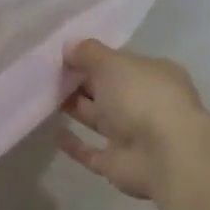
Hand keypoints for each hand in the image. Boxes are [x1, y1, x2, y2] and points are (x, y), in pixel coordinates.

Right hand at [58, 40, 208, 200]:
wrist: (165, 156)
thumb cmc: (142, 97)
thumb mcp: (112, 63)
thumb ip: (89, 53)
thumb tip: (68, 46)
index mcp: (153, 75)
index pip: (120, 63)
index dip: (94, 58)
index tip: (64, 55)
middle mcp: (145, 103)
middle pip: (108, 90)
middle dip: (80, 82)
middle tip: (47, 74)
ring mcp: (133, 135)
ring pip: (99, 118)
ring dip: (75, 108)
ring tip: (44, 97)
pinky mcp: (118, 163)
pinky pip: (91, 152)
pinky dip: (74, 144)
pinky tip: (53, 132)